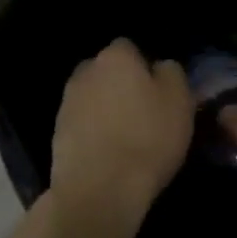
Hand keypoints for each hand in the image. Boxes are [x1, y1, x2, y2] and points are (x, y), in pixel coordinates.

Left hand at [50, 39, 192, 221]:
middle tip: (143, 112)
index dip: (144, 67)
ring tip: (126, 137)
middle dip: (121, 85)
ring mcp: (67, 102)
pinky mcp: (57, 132)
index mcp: (116, 57)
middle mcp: (86, 71)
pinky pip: (82, 123)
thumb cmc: (147, 138)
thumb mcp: (179, 101)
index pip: (130, 48)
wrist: (99, 189)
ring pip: (93, 97)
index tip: (158, 92)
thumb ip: (171, 73)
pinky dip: (93, 132)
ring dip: (105, 109)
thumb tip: (159, 67)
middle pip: (107, 71)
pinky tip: (108, 154)